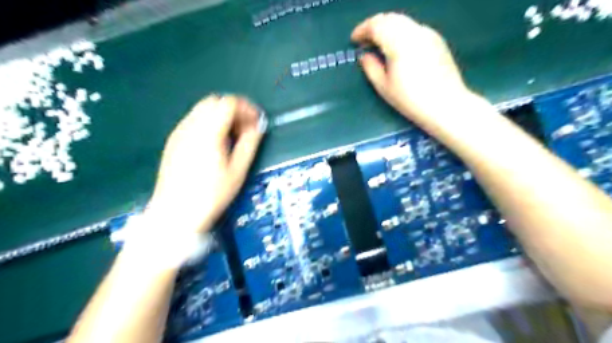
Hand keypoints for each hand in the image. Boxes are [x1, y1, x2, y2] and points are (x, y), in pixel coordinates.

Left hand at [147, 96, 265, 233]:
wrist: (176, 213)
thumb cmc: (212, 194)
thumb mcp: (238, 170)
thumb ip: (250, 143)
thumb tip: (258, 126)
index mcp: (208, 132)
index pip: (229, 104)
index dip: (247, 109)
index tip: (256, 123)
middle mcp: (190, 126)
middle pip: (215, 101)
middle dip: (234, 110)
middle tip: (245, 129)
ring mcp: (179, 132)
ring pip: (203, 109)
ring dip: (221, 115)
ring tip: (232, 137)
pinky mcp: (173, 140)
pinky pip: (193, 120)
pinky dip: (209, 122)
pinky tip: (214, 143)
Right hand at [351, 12, 469, 126]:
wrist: (446, 104)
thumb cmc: (411, 100)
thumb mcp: (384, 87)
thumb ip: (371, 68)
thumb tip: (364, 55)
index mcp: (399, 43)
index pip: (376, 25)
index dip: (362, 30)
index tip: (354, 40)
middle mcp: (414, 32)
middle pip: (390, 18)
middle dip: (374, 26)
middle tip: (365, 40)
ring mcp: (428, 34)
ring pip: (403, 21)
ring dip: (387, 27)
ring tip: (379, 43)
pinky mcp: (437, 40)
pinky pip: (413, 28)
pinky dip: (400, 31)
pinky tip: (398, 47)